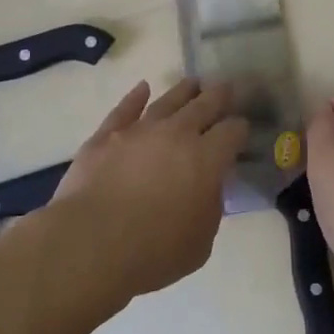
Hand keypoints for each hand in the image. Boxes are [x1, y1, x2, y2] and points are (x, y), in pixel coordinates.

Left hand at [48, 79, 246, 302]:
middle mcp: (176, 134)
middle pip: (203, 106)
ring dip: (183, 91)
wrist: (92, 242)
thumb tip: (206, 188)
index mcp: (206, 159)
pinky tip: (142, 88)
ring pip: (167, 101)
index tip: (241, 128)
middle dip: (218, 96)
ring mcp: (139, 130)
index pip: (231, 132)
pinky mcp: (106, 135)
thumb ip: (209, 207)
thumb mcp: (201, 241)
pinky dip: (135, 97)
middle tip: (226, 86)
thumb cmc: (154, 251)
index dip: (239, 129)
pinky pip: (125, 109)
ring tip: (193, 82)